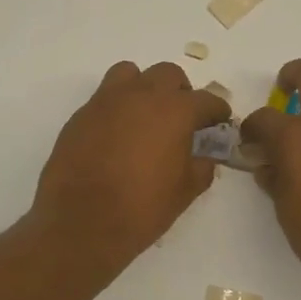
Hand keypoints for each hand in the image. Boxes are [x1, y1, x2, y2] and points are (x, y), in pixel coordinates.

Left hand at [30, 61, 229, 271]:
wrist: (81, 224)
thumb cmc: (142, 209)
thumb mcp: (185, 192)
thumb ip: (202, 167)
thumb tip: (204, 156)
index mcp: (175, 111)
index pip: (206, 100)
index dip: (218, 111)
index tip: (220, 121)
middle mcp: (141, 96)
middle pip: (168, 75)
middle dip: (180, 92)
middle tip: (182, 119)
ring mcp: (106, 102)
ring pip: (131, 74)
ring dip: (144, 88)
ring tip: (146, 116)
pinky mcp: (80, 115)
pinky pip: (105, 98)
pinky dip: (117, 108)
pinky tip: (118, 137)